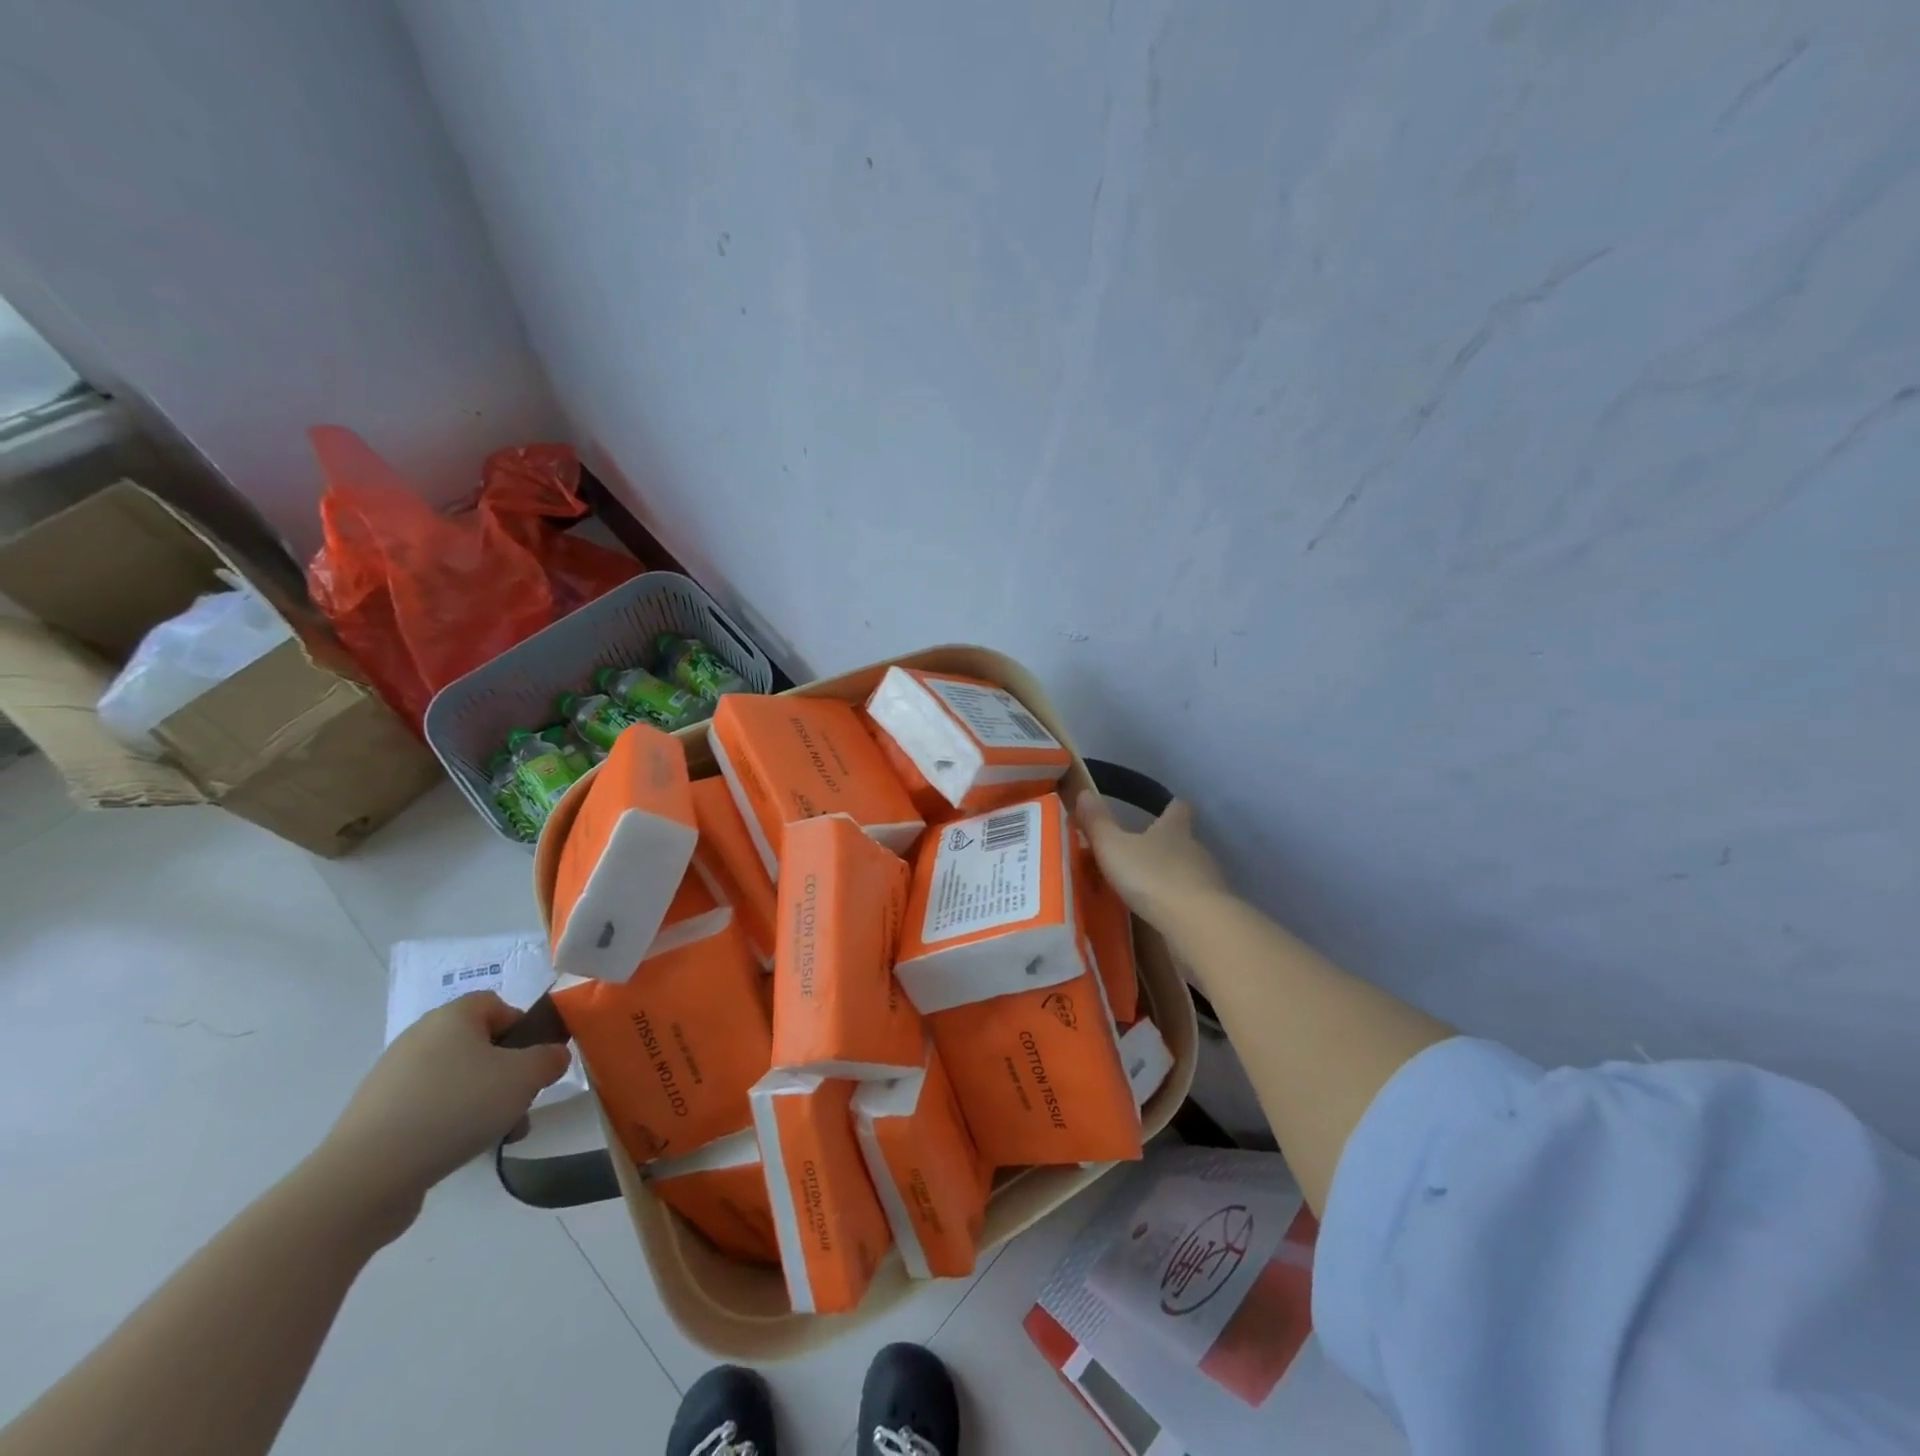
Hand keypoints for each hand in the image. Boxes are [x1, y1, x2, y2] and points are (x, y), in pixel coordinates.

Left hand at [312, 993, 569, 1239]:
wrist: (365, 1177)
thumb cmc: (455, 1108)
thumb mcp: (524, 1077)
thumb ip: (550, 1058)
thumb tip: (552, 1056)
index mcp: (452, 1016)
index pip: (497, 1004)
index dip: (523, 1028)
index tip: (534, 1061)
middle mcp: (419, 1038)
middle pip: (479, 1046)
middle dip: (507, 1074)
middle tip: (521, 1102)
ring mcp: (392, 1079)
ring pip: (457, 1081)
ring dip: (483, 1103)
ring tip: (497, 1135)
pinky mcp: (376, 1117)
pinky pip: (429, 1110)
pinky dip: (450, 1125)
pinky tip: (460, 1152)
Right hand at [1077, 791, 1229, 933]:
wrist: (1195, 922)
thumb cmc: (1151, 876)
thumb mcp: (1113, 847)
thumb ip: (1098, 823)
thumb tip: (1085, 793)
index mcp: (1174, 829)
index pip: (1178, 809)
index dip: (1172, 807)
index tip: (1168, 806)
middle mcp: (1195, 848)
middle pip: (1184, 840)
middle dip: (1167, 845)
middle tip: (1144, 853)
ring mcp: (1208, 879)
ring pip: (1190, 870)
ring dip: (1173, 876)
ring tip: (1149, 887)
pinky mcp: (1213, 909)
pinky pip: (1193, 899)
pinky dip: (1180, 903)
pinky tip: (1163, 914)